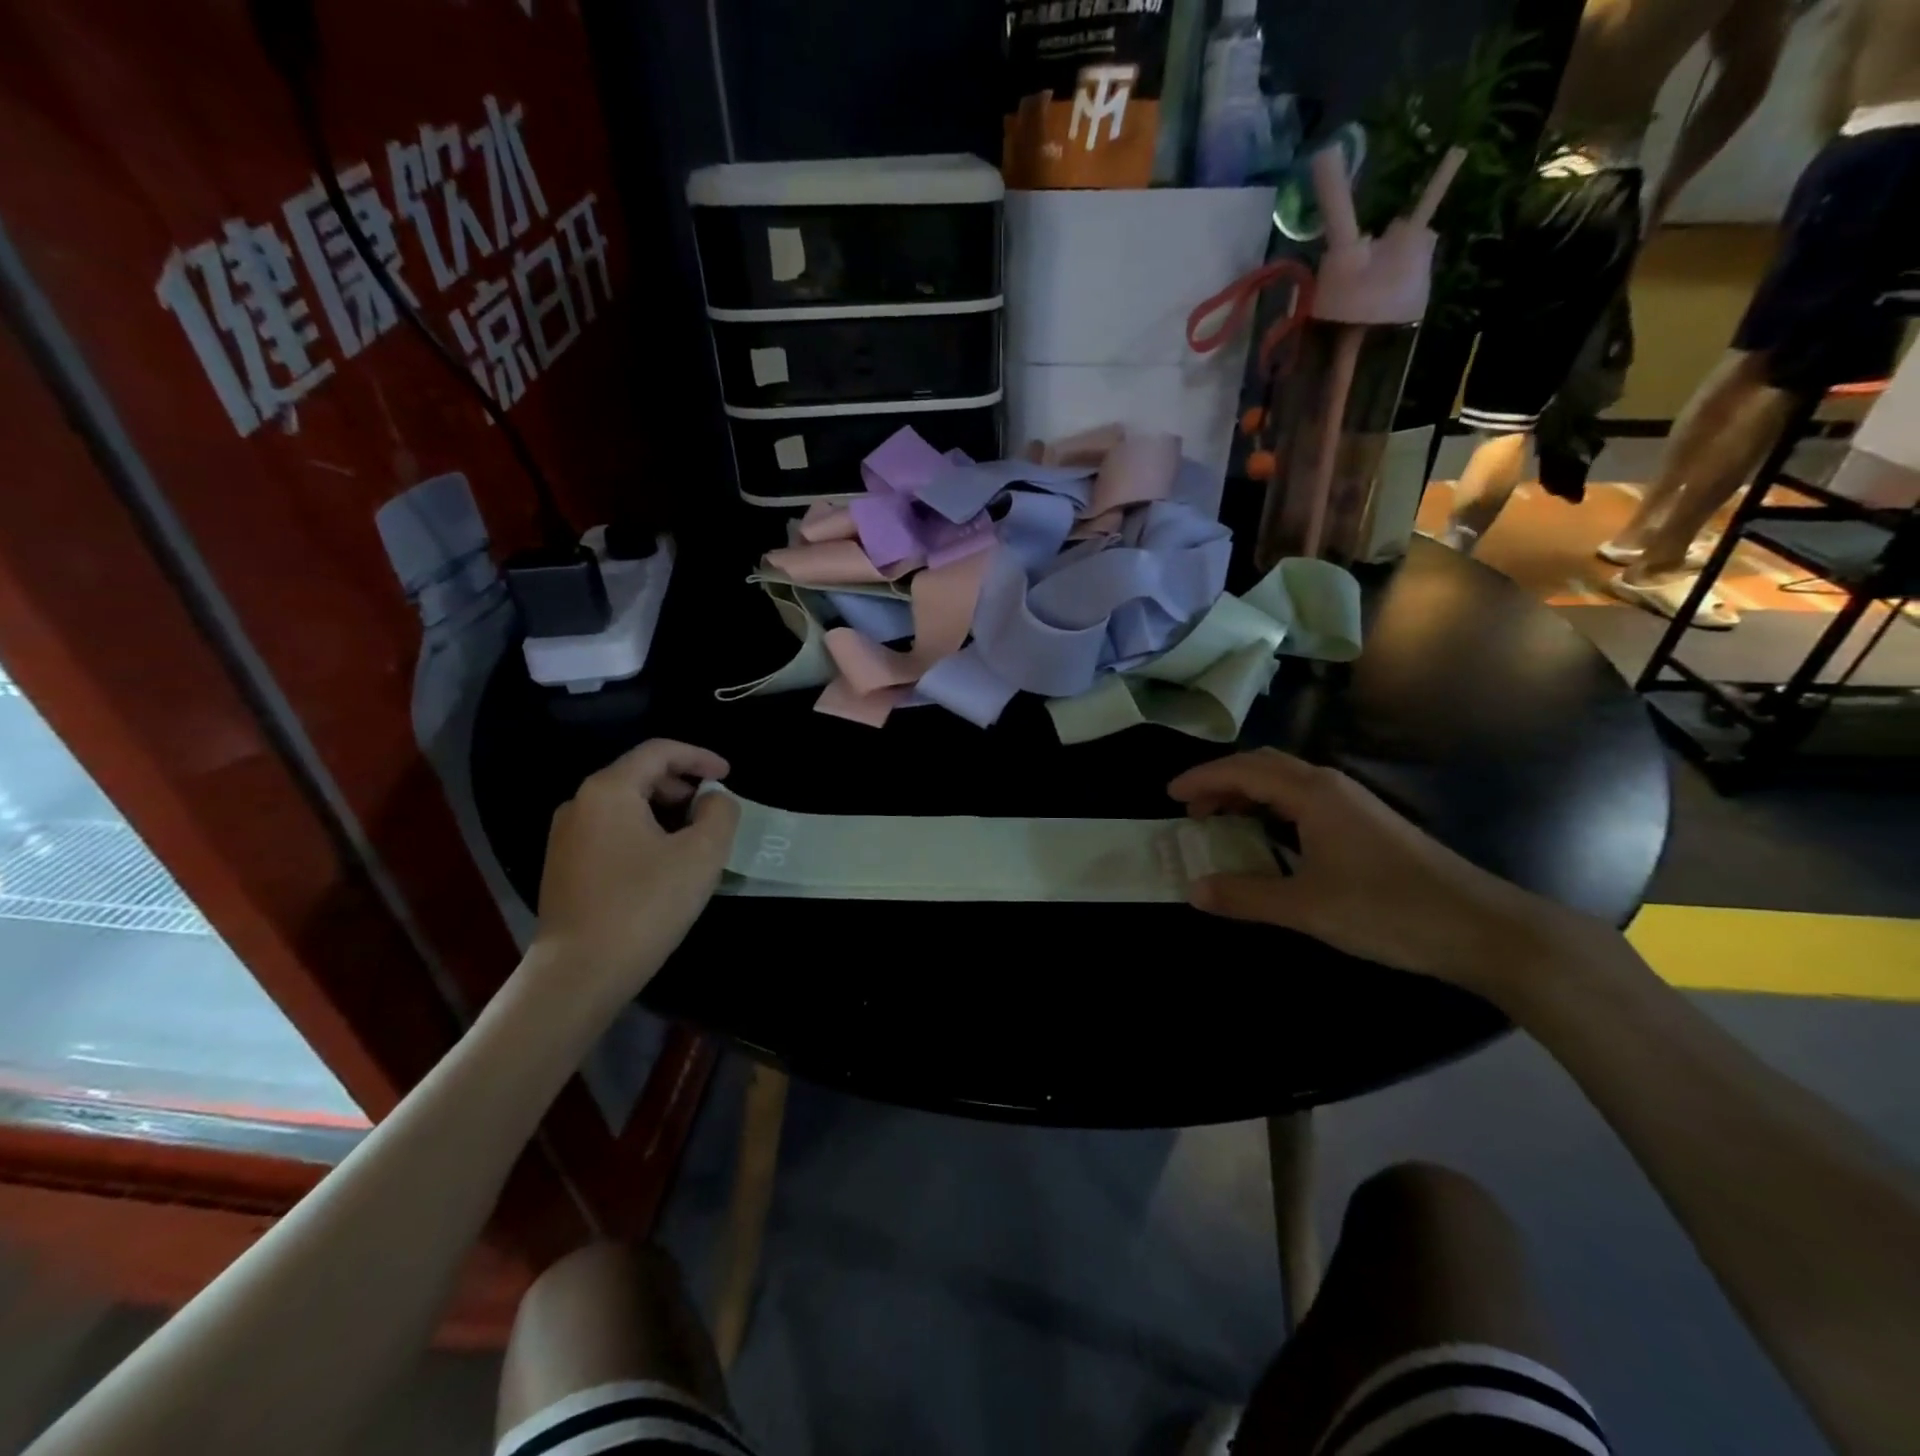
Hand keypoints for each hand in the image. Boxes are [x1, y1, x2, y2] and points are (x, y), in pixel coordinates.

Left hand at [531, 740, 740, 996]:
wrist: (580, 973)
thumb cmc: (645, 905)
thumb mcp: (702, 854)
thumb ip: (719, 813)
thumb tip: (712, 799)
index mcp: (609, 790)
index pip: (659, 751)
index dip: (699, 757)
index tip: (729, 775)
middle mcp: (579, 803)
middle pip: (639, 775)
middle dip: (682, 786)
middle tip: (713, 812)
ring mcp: (566, 837)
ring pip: (625, 805)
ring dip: (665, 812)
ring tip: (694, 840)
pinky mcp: (563, 867)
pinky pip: (611, 832)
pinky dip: (643, 833)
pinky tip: (663, 865)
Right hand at [1168, 750, 1604, 1001]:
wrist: (1479, 928)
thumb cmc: (1387, 910)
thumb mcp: (1306, 907)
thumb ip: (1245, 896)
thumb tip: (1194, 889)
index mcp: (1313, 793)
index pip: (1244, 770)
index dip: (1203, 779)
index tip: (1169, 796)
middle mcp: (1330, 786)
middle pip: (1264, 766)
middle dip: (1222, 781)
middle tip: (1191, 809)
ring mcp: (1352, 803)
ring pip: (1286, 781)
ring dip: (1247, 793)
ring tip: (1220, 821)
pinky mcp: (1366, 823)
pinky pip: (1303, 798)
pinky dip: (1272, 807)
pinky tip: (1269, 836)